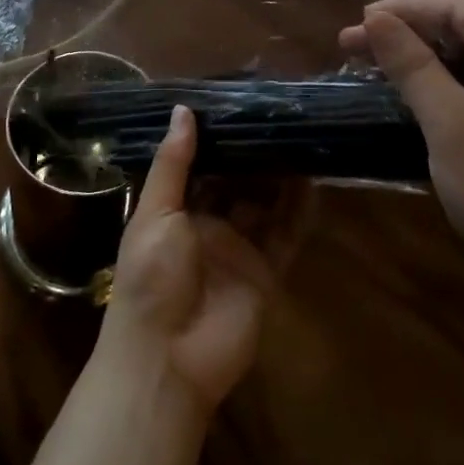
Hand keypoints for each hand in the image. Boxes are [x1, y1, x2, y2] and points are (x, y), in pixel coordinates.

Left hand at [100, 107, 276, 413]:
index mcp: (175, 210)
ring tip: (300, 139)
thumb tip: (184, 109)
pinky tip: (312, 184)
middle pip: (235, 184)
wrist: (167, 359)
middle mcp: (208, 225)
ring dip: (278, 178)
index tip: (238, 105)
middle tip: (278, 117)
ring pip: (264, 206)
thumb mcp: (155, 213)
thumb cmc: (151, 277)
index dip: (217, 139)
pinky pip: (285, 237)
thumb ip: (173, 163)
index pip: (200, 166)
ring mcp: (238, 250)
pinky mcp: (265, 273)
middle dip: (252, 156)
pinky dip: (298, 213)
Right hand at [340, 0, 463, 312]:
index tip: (360, 21)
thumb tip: (374, 17)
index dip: (407, 8)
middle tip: (356, 43)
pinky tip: (408, 95)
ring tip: (374, 63)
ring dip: (421, 57)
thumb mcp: (450, 125)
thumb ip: (413, 65)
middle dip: (409, 30)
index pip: (462, 8)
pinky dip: (440, 84)